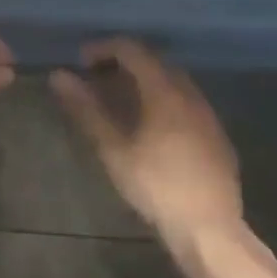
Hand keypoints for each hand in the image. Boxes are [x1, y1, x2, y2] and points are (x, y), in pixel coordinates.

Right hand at [52, 39, 271, 266]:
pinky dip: (164, 102)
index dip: (104, 48)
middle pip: (156, 63)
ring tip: (120, 102)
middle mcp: (191, 96)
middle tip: (96, 79)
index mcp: (165, 92)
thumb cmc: (155, 186)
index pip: (133, 51)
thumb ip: (86, 110)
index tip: (80, 60)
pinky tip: (152, 128)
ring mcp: (209, 117)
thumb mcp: (113, 149)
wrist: (208, 229)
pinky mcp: (218, 138)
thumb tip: (59, 76)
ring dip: (145, 83)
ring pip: (174, 84)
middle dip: (124, 64)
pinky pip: (188, 105)